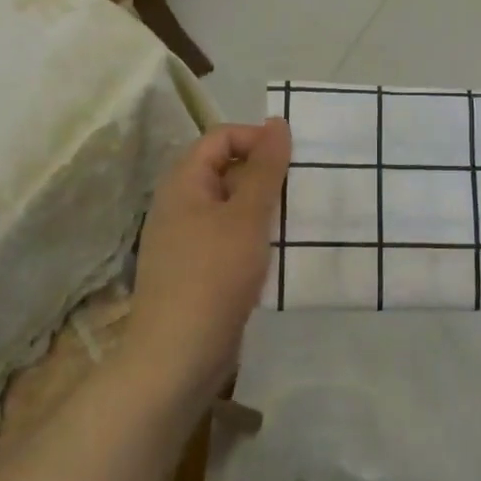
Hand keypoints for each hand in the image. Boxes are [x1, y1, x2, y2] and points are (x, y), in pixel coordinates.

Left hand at [124, 119, 290, 403]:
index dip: (256, 139)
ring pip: (230, 206)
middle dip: (265, 174)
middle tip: (302, 188)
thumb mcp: (246, 216)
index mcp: (182, 182)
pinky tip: (279, 252)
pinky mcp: (196, 269)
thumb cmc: (213, 276)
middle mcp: (178, 204)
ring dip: (263, 207)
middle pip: (224, 170)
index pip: (220, 137)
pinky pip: (228, 237)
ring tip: (298, 218)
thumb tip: (277, 123)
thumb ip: (265, 169)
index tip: (294, 160)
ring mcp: (185, 239)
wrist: (177, 357)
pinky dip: (254, 236)